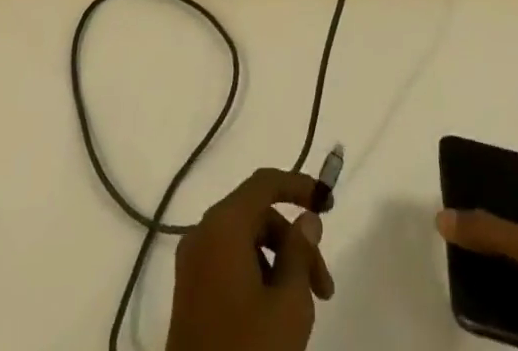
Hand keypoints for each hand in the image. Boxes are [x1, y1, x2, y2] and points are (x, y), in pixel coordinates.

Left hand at [166, 168, 336, 350]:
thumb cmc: (249, 349)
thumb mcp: (289, 304)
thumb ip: (301, 253)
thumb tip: (307, 219)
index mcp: (222, 224)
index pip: (264, 183)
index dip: (299, 186)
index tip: (327, 203)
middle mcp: (202, 232)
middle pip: (257, 216)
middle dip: (294, 242)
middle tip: (324, 287)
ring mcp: (192, 263)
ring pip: (245, 242)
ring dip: (279, 263)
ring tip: (303, 307)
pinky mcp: (190, 292)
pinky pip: (229, 263)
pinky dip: (257, 275)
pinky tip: (275, 313)